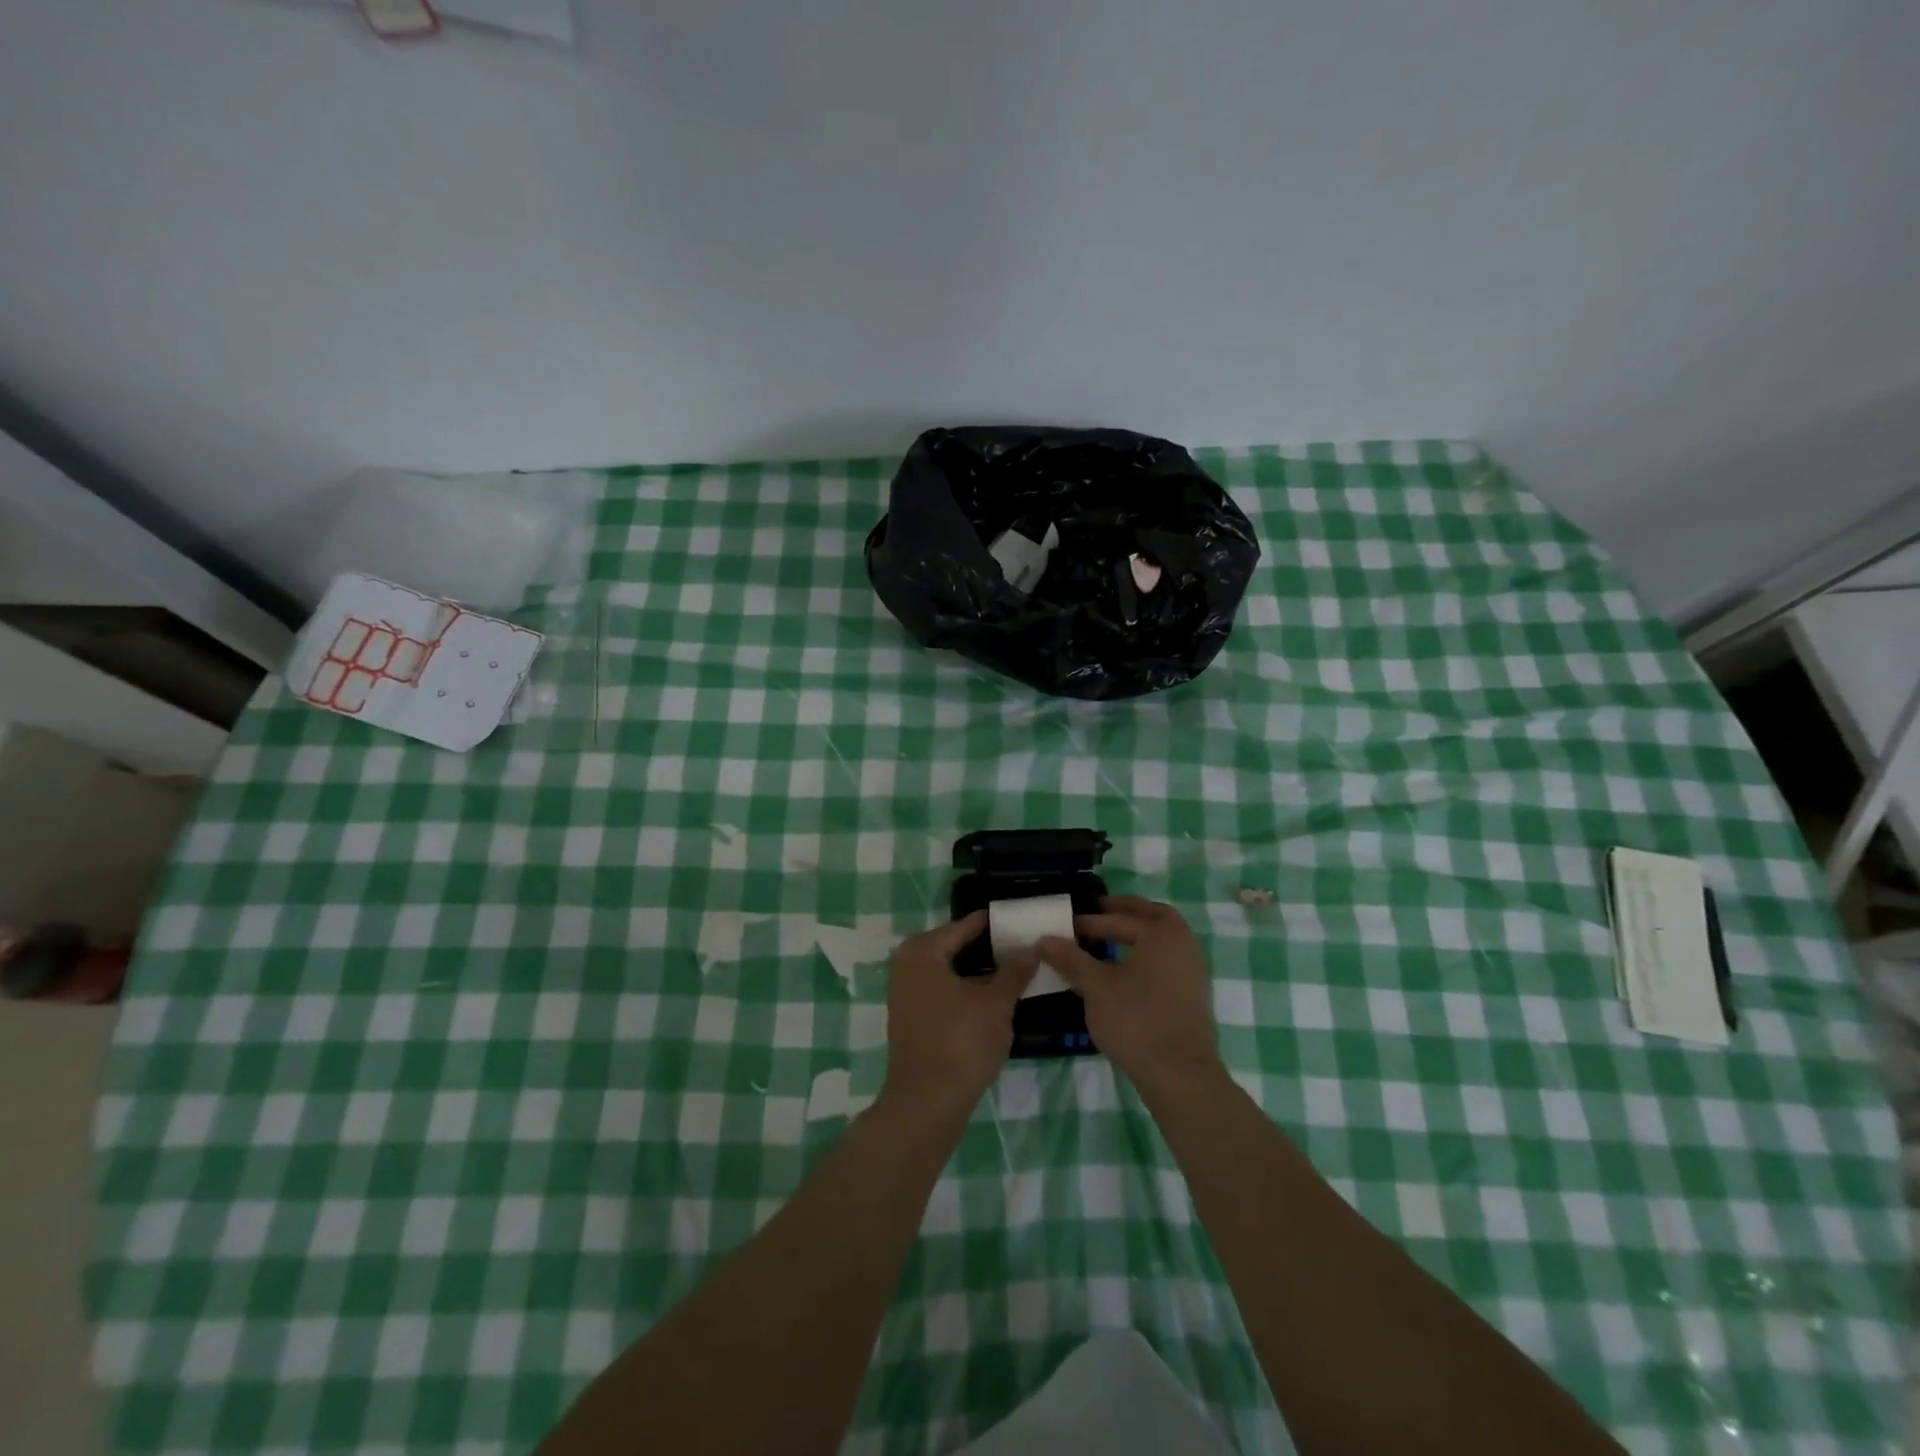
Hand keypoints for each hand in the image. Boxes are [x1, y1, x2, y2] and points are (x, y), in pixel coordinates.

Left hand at [880, 910, 1036, 1118]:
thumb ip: (1014, 973)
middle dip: (982, 947)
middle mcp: (906, 967)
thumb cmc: (961, 1042)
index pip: (961, 927)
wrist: (927, 1103)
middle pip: (951, 947)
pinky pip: (940, 992)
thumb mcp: (996, 1004)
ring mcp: (904, 996)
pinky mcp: (910, 1021)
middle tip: (1016, 943)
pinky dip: (963, 990)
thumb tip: (1031, 950)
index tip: (1013, 917)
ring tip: (1009, 969)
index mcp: (921, 952)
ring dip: (974, 971)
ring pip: (946, 972)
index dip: (989, 924)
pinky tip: (989, 998)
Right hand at [1037, 895, 1223, 1096]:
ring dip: (1137, 934)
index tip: (1065, 926)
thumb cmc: (1136, 1021)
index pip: (1119, 919)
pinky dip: (1146, 956)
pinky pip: (1166, 962)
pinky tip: (1124, 972)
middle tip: (1099, 910)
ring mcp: (1192, 971)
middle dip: (1126, 912)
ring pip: (1162, 940)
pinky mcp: (1192, 996)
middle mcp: (1183, 944)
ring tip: (1108, 940)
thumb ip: (1071, 959)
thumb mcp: (1096, 987)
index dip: (1089, 922)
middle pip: (1153, 916)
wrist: (1179, 1075)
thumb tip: (1044, 939)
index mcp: (1162, 933)